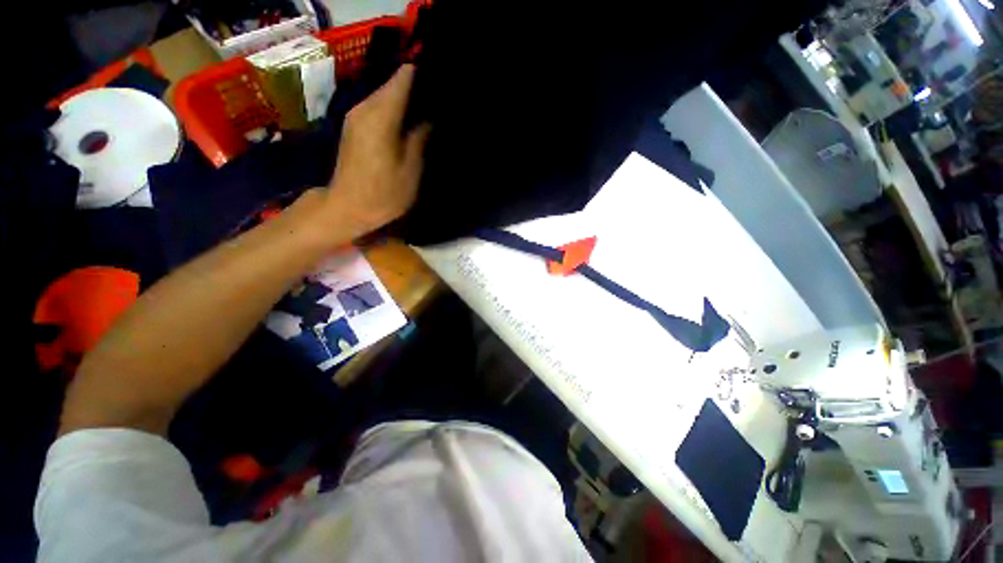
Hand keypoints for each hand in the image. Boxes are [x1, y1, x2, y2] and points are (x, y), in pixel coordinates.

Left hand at [326, 64, 429, 238]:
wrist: (347, 208)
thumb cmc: (383, 193)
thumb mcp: (411, 170)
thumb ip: (420, 138)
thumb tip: (428, 118)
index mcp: (381, 115)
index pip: (403, 78)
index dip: (422, 76)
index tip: (439, 83)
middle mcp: (364, 107)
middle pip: (392, 84)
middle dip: (415, 88)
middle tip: (436, 103)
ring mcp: (356, 116)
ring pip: (384, 95)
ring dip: (404, 101)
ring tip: (426, 113)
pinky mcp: (353, 127)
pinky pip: (377, 108)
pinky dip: (393, 111)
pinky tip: (407, 124)